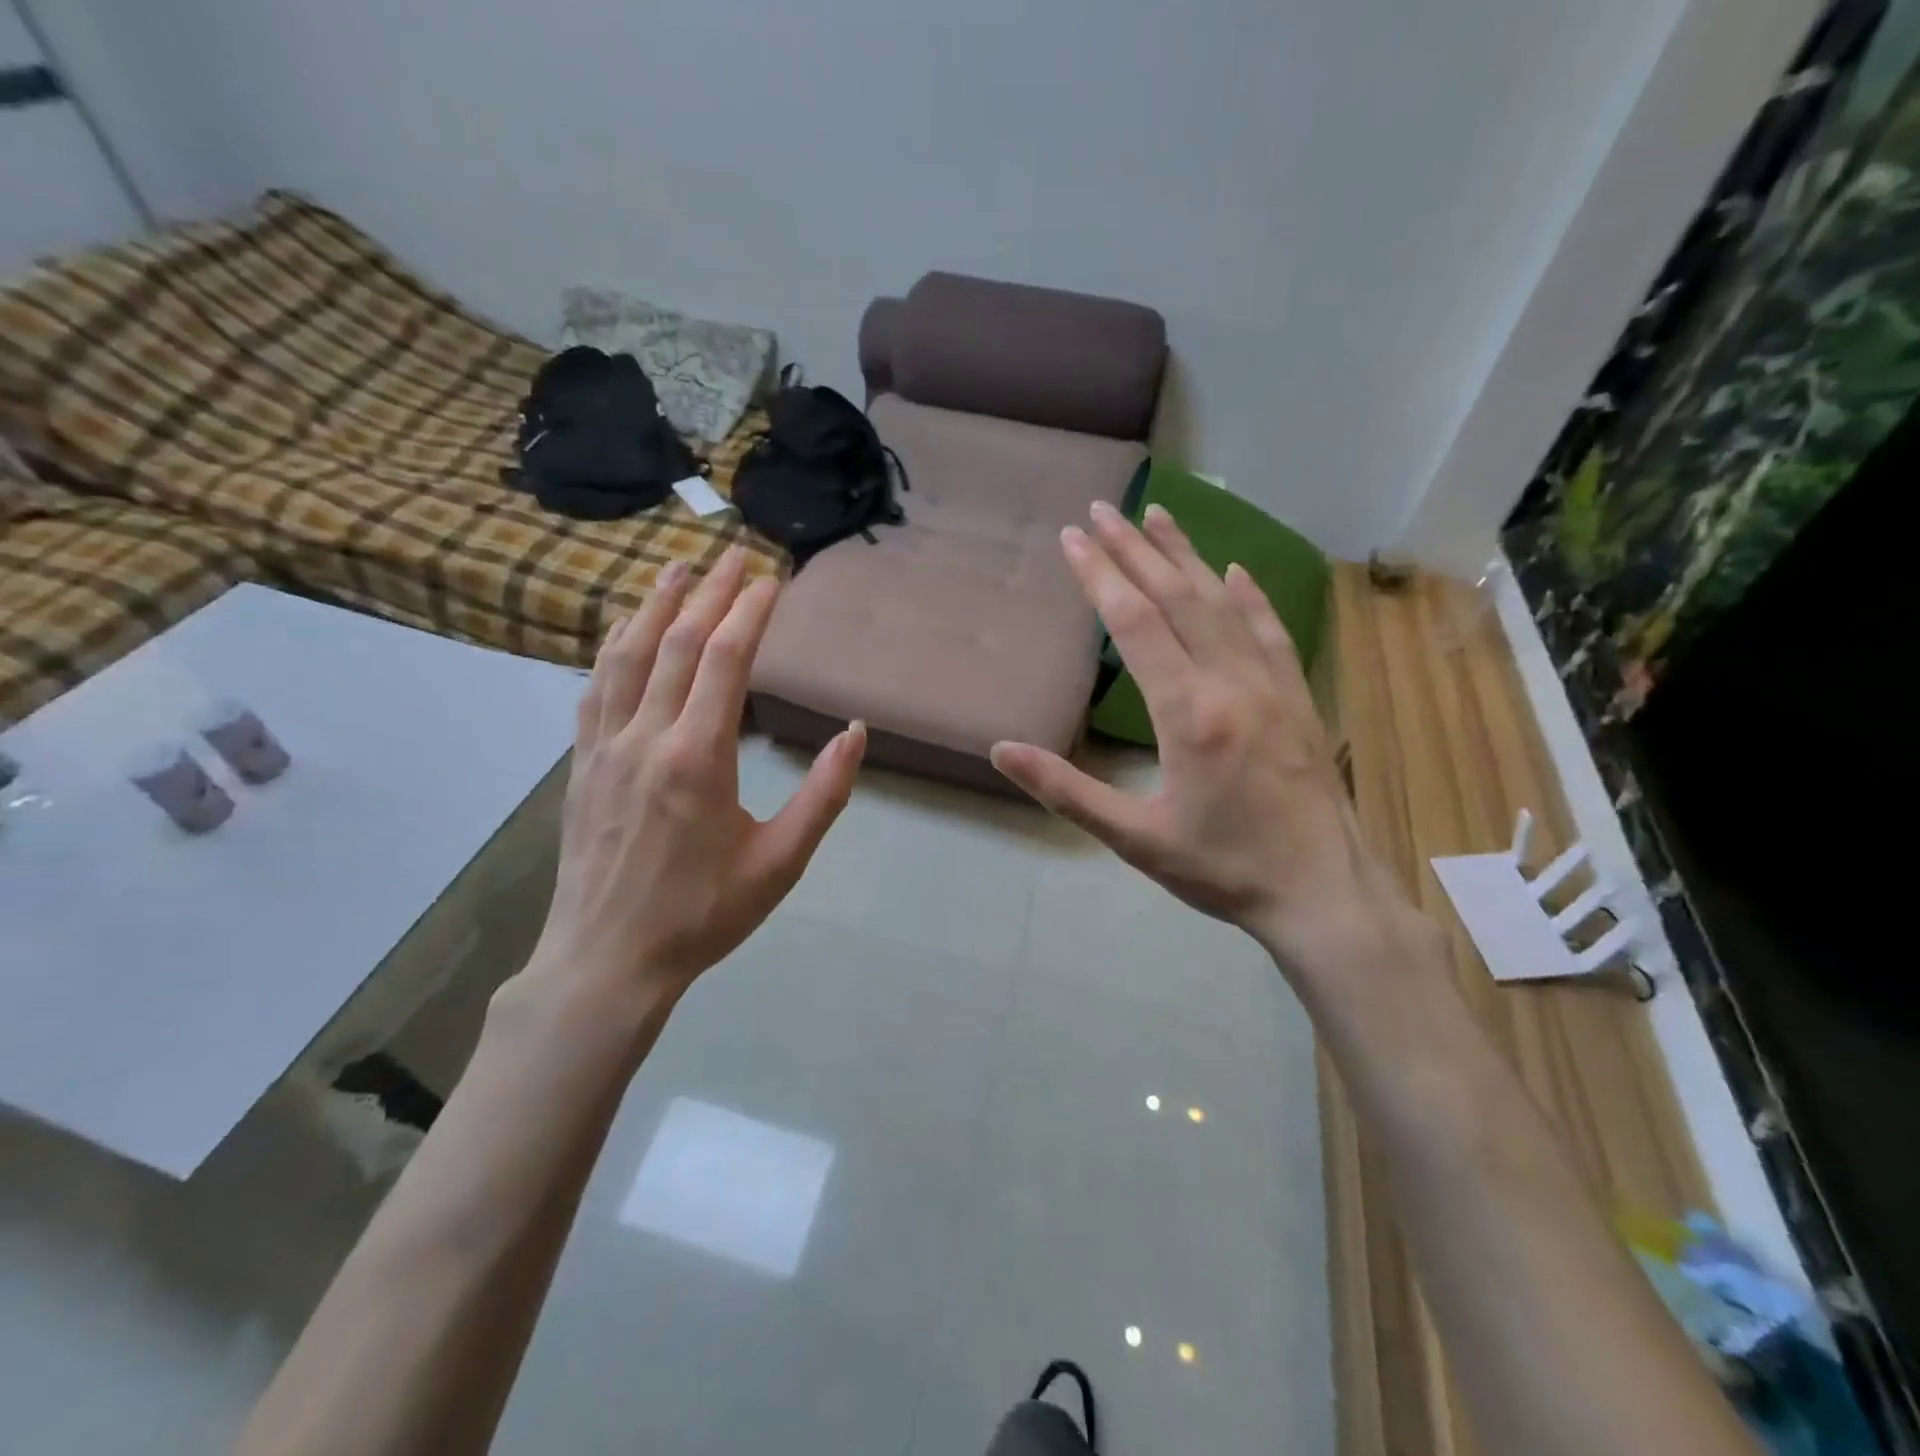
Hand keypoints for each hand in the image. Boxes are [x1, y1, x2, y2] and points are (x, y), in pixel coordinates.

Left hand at [519, 548, 865, 1008]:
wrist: (608, 961)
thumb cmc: (704, 914)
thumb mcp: (781, 862)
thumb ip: (824, 794)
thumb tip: (855, 734)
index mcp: (698, 759)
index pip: (724, 661)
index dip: (749, 612)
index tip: (771, 579)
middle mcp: (646, 738)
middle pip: (676, 643)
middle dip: (709, 592)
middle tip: (734, 555)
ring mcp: (604, 748)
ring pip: (626, 655)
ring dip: (654, 605)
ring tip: (677, 568)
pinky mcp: (582, 765)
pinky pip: (595, 688)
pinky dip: (613, 646)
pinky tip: (624, 630)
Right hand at [991, 503, 1413, 971]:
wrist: (1325, 894)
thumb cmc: (1223, 870)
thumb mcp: (1135, 839)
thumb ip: (1066, 791)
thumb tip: (1001, 750)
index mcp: (1188, 714)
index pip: (1136, 624)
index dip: (1100, 576)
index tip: (1073, 537)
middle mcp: (1232, 683)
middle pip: (1178, 597)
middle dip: (1135, 549)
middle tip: (1102, 509)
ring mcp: (1272, 685)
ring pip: (1224, 603)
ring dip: (1187, 556)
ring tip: (1158, 515)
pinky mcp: (1298, 697)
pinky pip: (1270, 632)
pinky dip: (1249, 596)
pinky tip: (1235, 571)